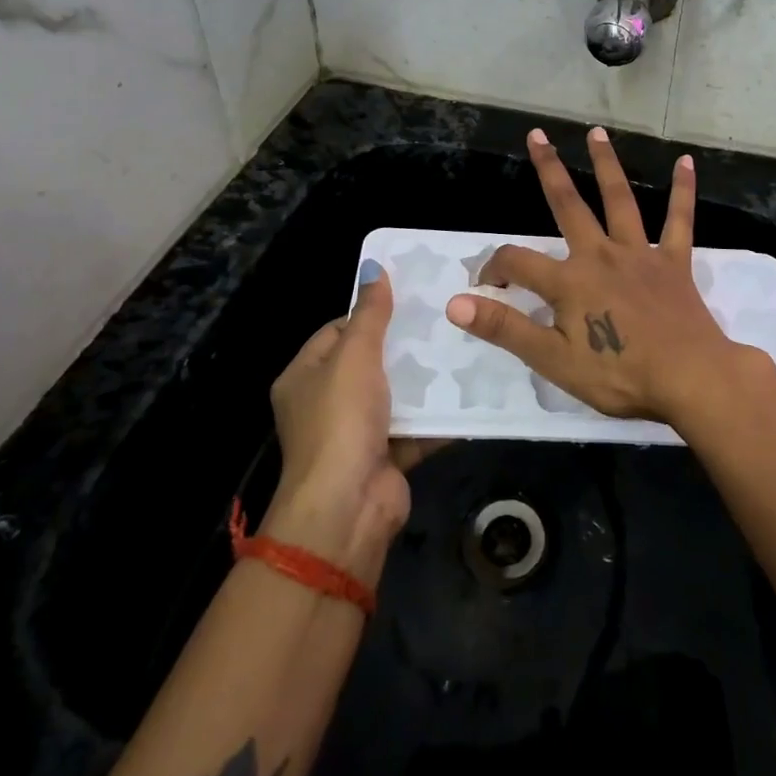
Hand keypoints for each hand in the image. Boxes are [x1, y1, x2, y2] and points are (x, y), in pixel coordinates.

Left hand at [264, 266, 435, 584]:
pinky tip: (471, 391)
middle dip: (405, 345)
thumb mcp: (354, 356)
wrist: (347, 508)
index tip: (409, 299)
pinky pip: (416, 428)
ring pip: (397, 395)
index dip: (369, 314)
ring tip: (464, 347)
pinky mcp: (387, 457)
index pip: (336, 331)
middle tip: (445, 319)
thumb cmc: (341, 421)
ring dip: (426, 379)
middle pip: (370, 363)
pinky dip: (439, 415)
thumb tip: (374, 266)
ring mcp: (357, 433)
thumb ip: (370, 313)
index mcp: (304, 377)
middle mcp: (326, 404)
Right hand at [443, 127, 758, 427]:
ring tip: (596, 132)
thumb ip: (504, 327)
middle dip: (550, 169)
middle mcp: (601, 254)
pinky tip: (685, 162)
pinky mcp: (674, 262)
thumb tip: (455, 302)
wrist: (690, 379)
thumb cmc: (619, 374)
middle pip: (568, 205)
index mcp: (569, 281)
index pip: (517, 262)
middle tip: (537, 135)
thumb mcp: (552, 359)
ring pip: (619, 200)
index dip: (494, 268)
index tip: (485, 285)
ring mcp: (640, 254)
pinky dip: (682, 191)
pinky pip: (679, 220)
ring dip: (606, 164)